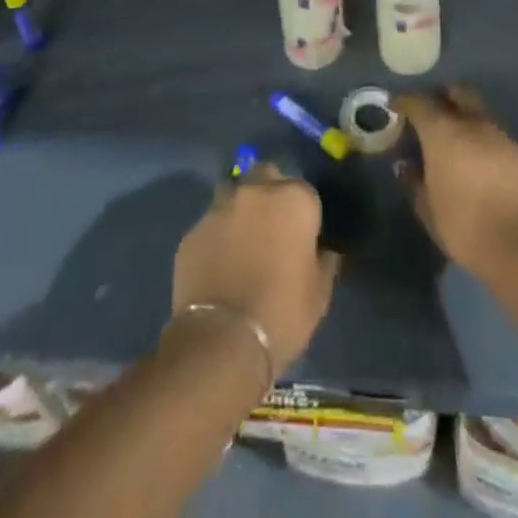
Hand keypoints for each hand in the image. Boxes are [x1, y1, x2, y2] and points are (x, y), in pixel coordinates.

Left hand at [171, 163, 337, 374]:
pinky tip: (218, 263)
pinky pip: (211, 224)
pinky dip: (217, 236)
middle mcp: (256, 192)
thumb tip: (324, 251)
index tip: (303, 238)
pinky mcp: (192, 231)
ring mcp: (220, 208)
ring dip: (241, 209)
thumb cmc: (282, 313)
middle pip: (266, 176)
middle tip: (272, 228)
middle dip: (270, 193)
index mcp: (294, 199)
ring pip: (234, 194)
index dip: (305, 214)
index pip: (305, 191)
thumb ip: (324, 261)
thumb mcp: (319, 293)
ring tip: (242, 242)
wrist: (221, 341)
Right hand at [396, 86, 517, 276]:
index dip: (405, 101)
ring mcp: (503, 137)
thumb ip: (414, 182)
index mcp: (444, 133)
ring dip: (468, 120)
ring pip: (481, 114)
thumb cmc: (465, 227)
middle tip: (433, 113)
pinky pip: (500, 139)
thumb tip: (406, 165)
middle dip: (443, 96)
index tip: (397, 107)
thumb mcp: (428, 210)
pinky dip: (487, 145)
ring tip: (459, 144)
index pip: (419, 103)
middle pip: (458, 92)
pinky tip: (486, 168)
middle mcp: (474, 125)